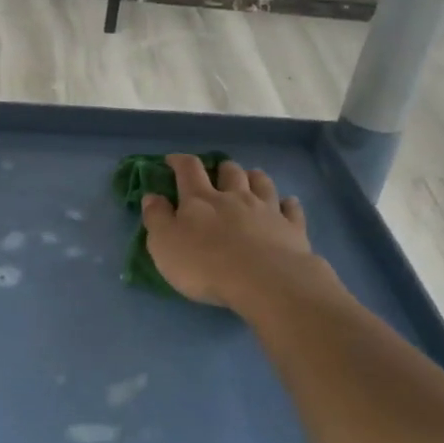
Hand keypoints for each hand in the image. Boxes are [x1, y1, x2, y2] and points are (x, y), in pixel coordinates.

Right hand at [140, 154, 325, 309]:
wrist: (264, 281)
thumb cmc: (205, 265)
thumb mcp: (164, 244)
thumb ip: (156, 218)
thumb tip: (151, 196)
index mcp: (200, 200)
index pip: (188, 169)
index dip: (179, 161)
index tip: (172, 160)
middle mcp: (234, 197)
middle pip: (230, 172)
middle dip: (222, 168)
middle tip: (217, 174)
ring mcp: (266, 210)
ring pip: (262, 183)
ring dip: (254, 177)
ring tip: (251, 178)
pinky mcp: (292, 227)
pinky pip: (291, 208)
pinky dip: (287, 203)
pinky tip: (287, 204)